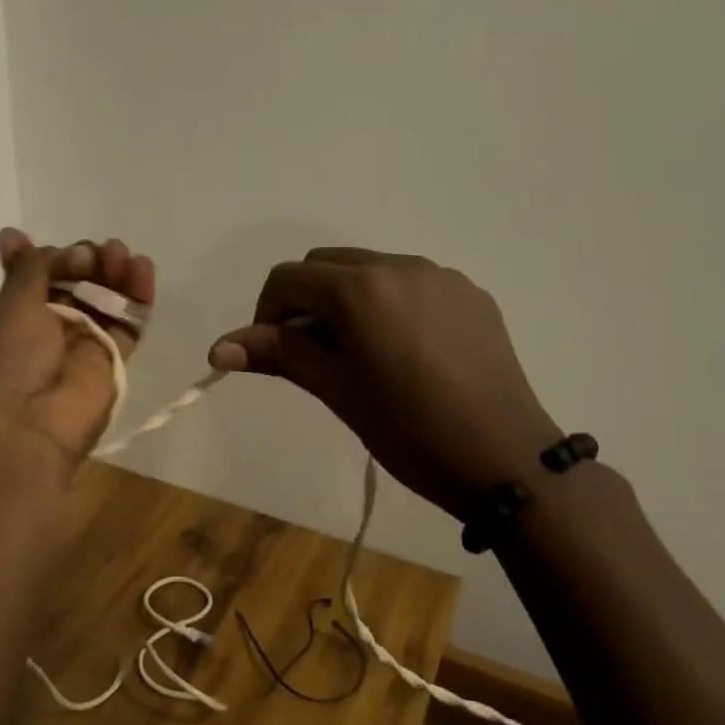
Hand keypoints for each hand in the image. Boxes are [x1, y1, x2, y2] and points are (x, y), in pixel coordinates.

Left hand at [0, 229, 154, 474]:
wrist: (25, 429)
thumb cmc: (6, 359)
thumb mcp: (11, 303)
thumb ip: (28, 267)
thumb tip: (14, 234)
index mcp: (13, 313)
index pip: (40, 273)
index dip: (54, 256)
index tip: (65, 251)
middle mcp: (46, 327)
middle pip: (77, 282)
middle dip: (87, 260)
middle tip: (95, 254)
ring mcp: (81, 343)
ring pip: (105, 298)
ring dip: (115, 272)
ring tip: (123, 256)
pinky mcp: (112, 360)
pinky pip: (129, 321)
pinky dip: (138, 295)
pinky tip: (143, 270)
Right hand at [209, 248, 561, 521]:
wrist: (507, 460)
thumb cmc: (410, 430)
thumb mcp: (337, 390)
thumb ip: (279, 354)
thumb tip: (217, 347)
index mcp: (360, 286)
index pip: (287, 279)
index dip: (267, 314)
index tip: (278, 355)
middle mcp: (399, 264)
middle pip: (326, 265)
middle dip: (307, 301)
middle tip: (316, 355)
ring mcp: (440, 275)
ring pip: (370, 270)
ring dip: (350, 300)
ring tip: (365, 354)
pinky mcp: (471, 293)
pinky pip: (412, 283)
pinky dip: (391, 304)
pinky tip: (409, 352)